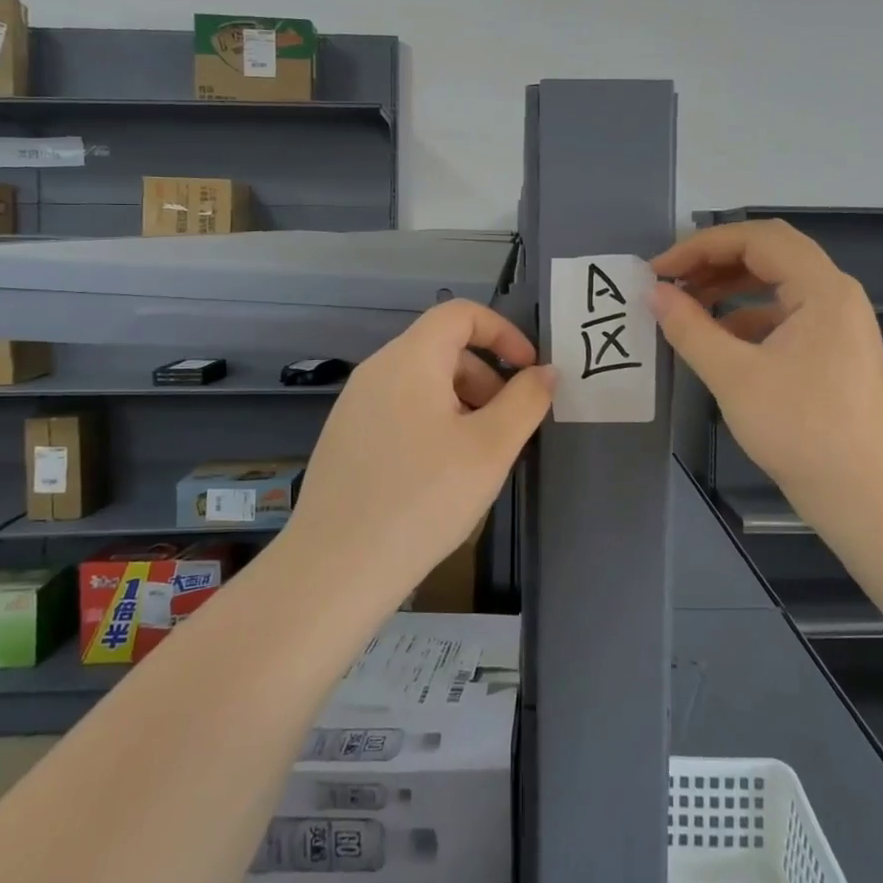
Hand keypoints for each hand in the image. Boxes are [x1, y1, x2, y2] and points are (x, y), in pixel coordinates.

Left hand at [285, 300, 555, 605]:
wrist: (336, 569)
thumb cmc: (423, 498)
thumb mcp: (491, 448)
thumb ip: (526, 401)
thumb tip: (545, 372)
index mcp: (409, 359)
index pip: (460, 314)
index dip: (503, 332)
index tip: (530, 371)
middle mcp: (376, 371)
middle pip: (443, 349)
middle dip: (486, 377)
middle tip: (508, 427)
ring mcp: (355, 406)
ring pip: (422, 383)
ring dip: (462, 404)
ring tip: (478, 457)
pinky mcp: (346, 438)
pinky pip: (400, 411)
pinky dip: (433, 424)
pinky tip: (440, 475)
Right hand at [650, 220, 882, 519]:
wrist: (863, 495)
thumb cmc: (799, 430)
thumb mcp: (733, 376)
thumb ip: (689, 328)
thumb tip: (654, 294)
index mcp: (822, 289)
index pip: (756, 239)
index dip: (701, 246)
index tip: (659, 270)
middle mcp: (836, 294)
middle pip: (769, 253)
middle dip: (714, 260)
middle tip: (671, 280)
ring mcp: (838, 322)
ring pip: (776, 283)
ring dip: (729, 286)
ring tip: (685, 304)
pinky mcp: (833, 349)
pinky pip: (784, 313)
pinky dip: (746, 315)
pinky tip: (716, 337)